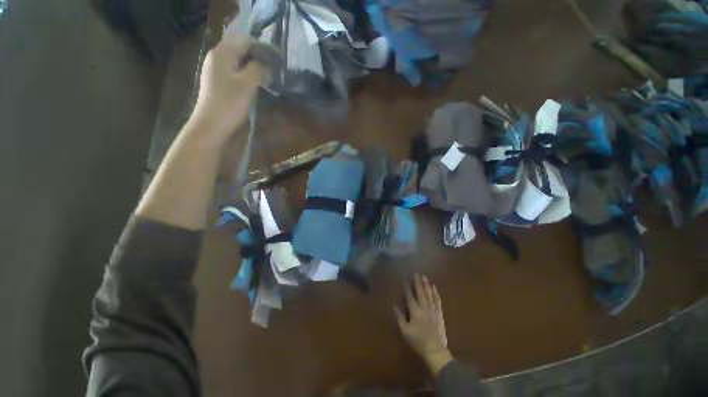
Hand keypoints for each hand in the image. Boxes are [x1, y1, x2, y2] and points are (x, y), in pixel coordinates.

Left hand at [190, 38, 266, 143]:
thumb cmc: (230, 103)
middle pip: (240, 49)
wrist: (212, 124)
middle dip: (257, 55)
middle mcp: (217, 57)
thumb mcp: (247, 84)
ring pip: (237, 60)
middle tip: (272, 66)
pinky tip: (254, 82)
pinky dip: (246, 72)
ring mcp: (215, 70)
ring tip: (266, 74)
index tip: (276, 56)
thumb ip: (257, 69)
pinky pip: (234, 70)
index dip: (262, 47)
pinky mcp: (218, 81)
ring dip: (252, 65)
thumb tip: (264, 63)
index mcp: (222, 53)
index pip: (245, 41)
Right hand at [394, 273, 452, 375]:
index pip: (410, 296)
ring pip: (429, 294)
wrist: (435, 351)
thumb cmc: (418, 341)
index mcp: (415, 312)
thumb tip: (394, 306)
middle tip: (417, 273)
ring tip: (424, 276)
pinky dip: (436, 293)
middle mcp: (424, 308)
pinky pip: (438, 301)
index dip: (407, 287)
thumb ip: (400, 317)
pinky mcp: (439, 314)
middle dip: (418, 282)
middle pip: (420, 292)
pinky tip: (434, 287)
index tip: (405, 279)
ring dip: (426, 284)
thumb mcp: (405, 331)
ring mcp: (433, 310)